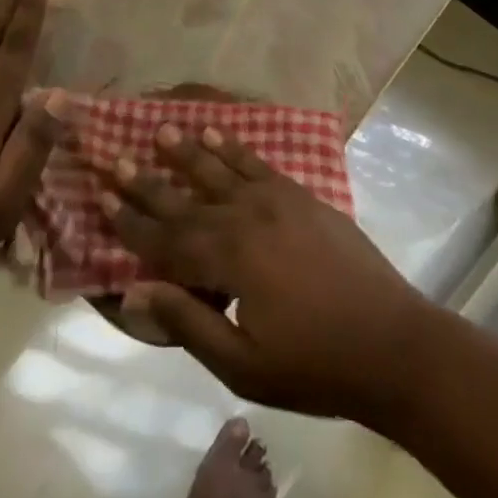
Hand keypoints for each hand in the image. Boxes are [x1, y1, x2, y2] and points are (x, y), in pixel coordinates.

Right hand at [105, 123, 430, 421]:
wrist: (395, 345)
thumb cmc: (317, 367)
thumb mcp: (245, 366)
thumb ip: (189, 324)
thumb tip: (134, 293)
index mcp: (229, 260)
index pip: (166, 239)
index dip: (132, 223)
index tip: (102, 199)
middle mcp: (244, 219)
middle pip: (185, 199)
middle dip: (148, 182)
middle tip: (116, 159)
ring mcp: (275, 201)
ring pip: (218, 169)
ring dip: (186, 152)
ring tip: (161, 130)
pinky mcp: (300, 196)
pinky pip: (256, 163)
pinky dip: (232, 147)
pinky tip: (214, 133)